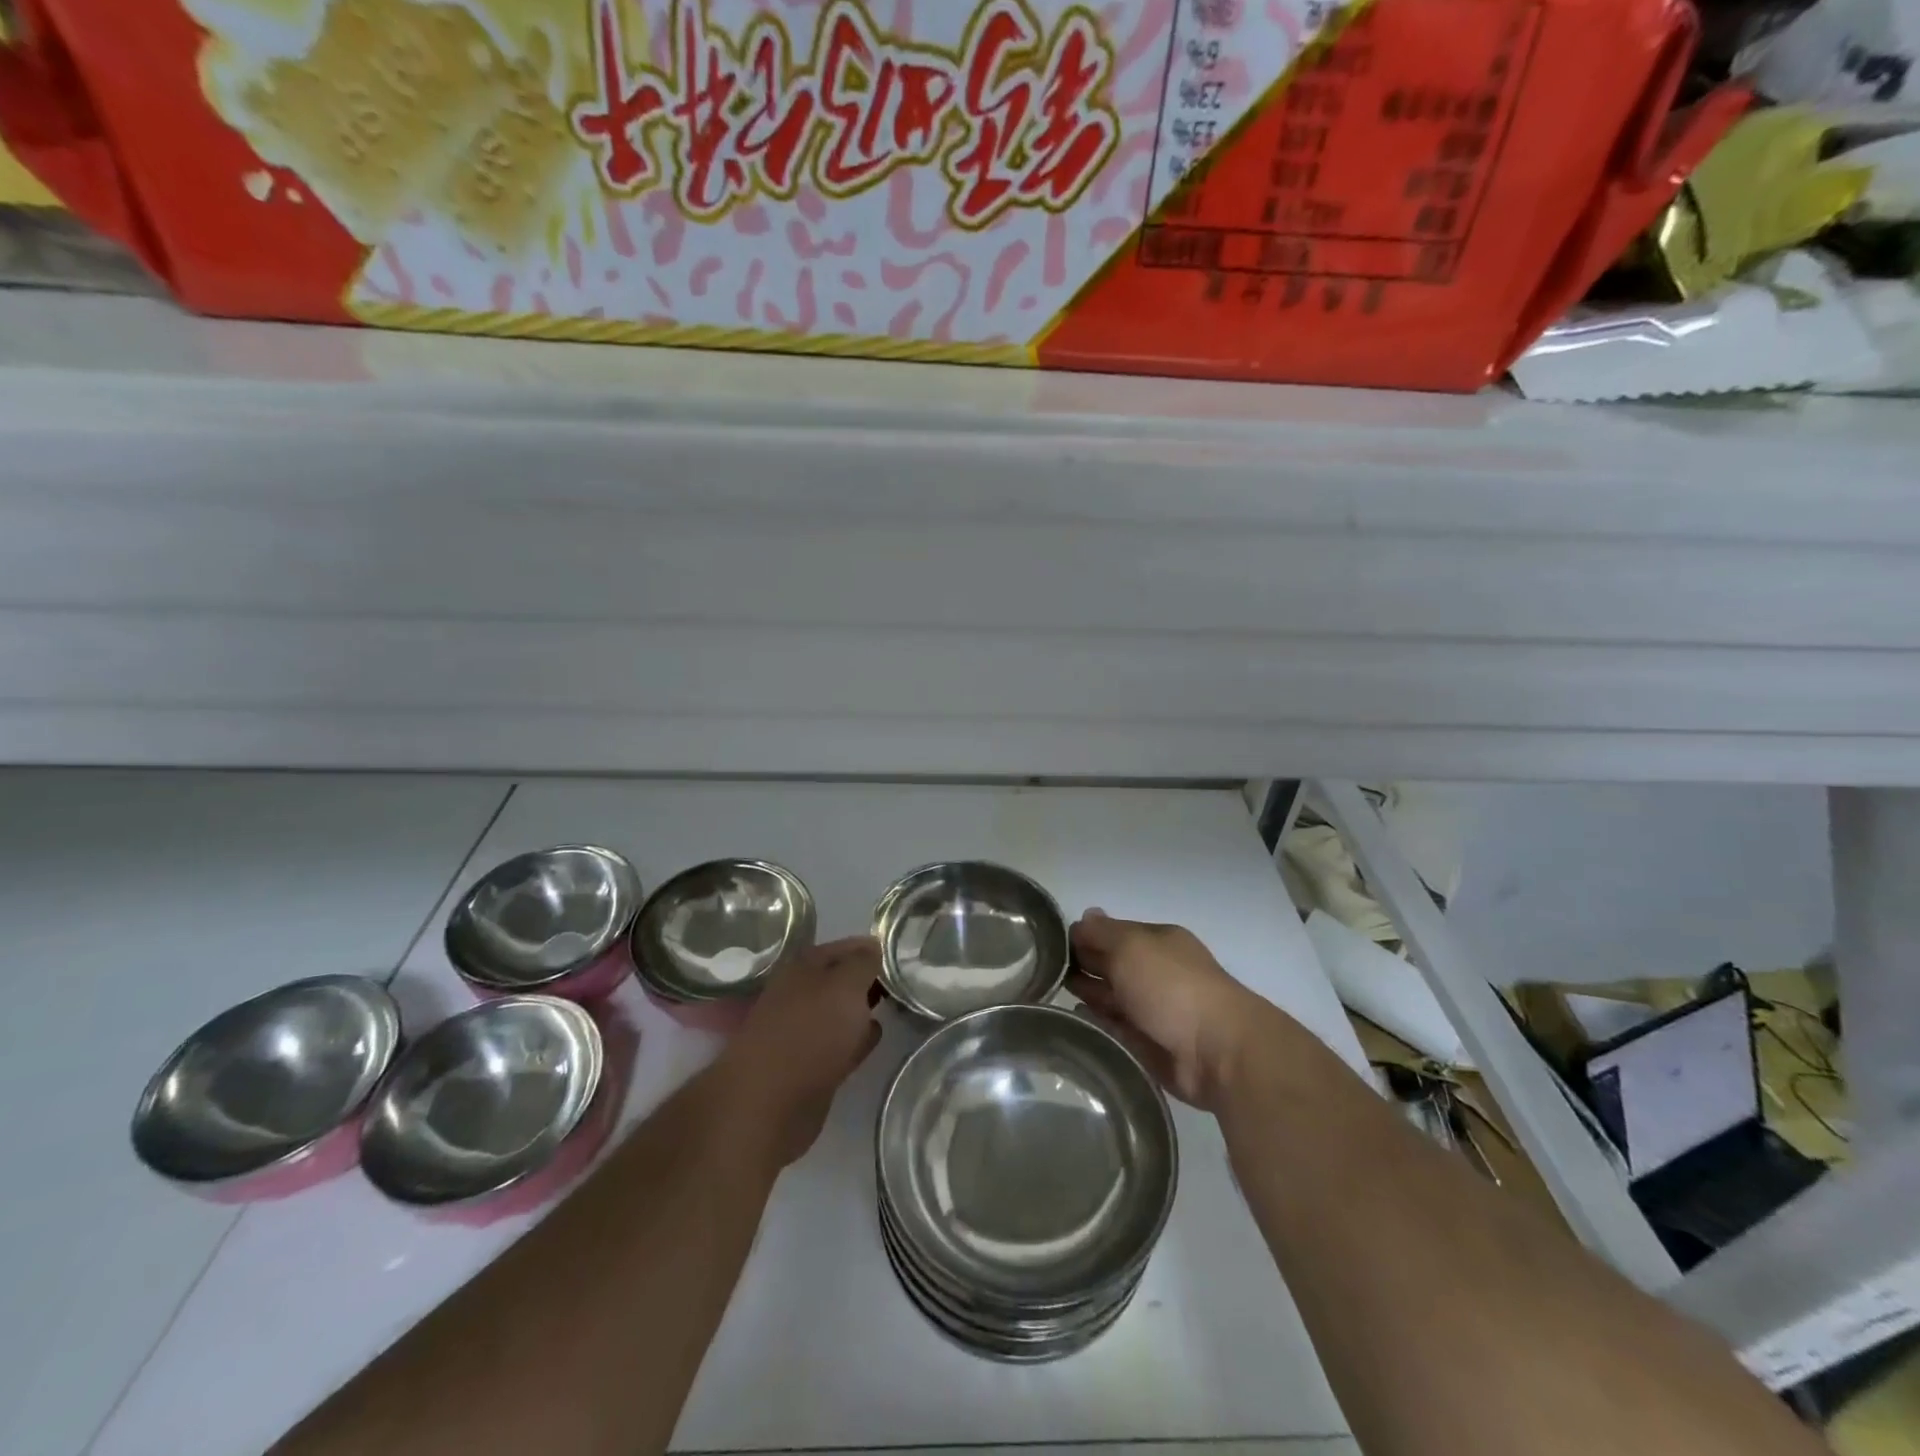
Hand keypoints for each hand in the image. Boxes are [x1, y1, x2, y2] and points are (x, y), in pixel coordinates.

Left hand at [714, 936, 882, 1166]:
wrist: (771, 1102)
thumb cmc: (810, 1031)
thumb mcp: (846, 985)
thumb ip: (863, 963)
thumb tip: (874, 946)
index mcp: (804, 966)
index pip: (844, 947)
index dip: (872, 947)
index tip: (901, 951)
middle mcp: (801, 993)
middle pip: (842, 979)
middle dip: (869, 978)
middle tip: (904, 978)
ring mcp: (803, 1029)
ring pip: (841, 1011)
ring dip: (863, 1008)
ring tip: (895, 1005)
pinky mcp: (810, 1065)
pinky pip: (841, 1042)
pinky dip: (857, 1038)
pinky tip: (875, 1036)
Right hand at [1068, 910, 1273, 1110]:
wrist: (1215, 1051)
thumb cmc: (1171, 986)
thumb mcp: (1131, 946)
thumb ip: (1102, 933)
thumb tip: (1084, 917)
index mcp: (1157, 942)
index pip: (1113, 933)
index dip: (1085, 936)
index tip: (1051, 944)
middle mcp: (1156, 973)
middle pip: (1112, 964)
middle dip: (1083, 964)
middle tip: (1045, 969)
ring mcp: (1154, 1010)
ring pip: (1113, 997)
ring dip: (1089, 993)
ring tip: (1052, 992)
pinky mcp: (1149, 1046)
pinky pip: (1117, 1030)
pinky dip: (1098, 1023)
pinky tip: (1076, 1018)